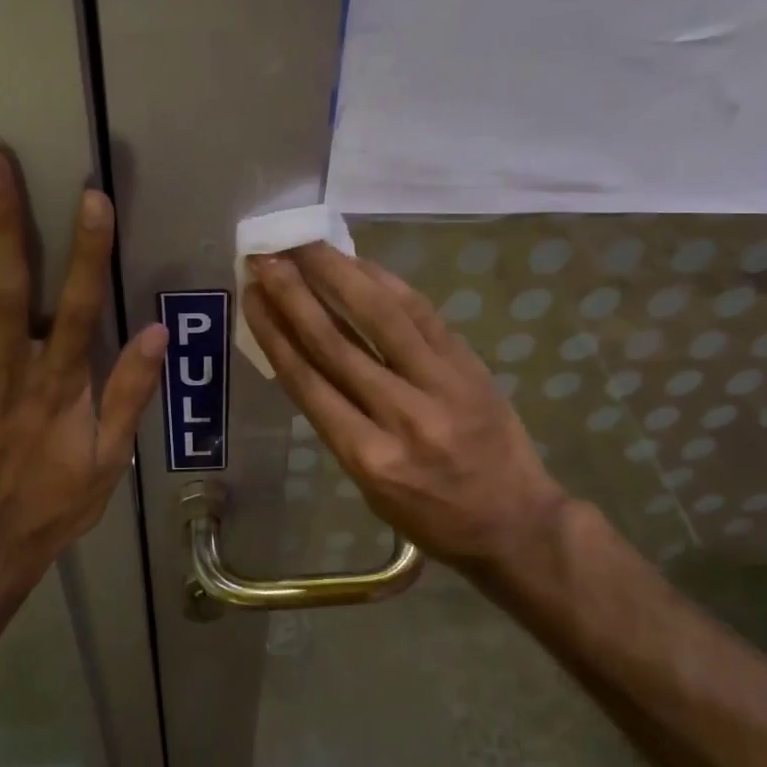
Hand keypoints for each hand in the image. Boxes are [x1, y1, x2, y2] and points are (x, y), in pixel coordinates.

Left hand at [0, 150, 165, 608]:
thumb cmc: (55, 500)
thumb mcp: (109, 457)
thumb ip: (129, 393)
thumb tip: (158, 333)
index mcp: (60, 385)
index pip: (81, 308)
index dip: (88, 252)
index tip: (92, 199)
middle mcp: (11, 367)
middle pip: (8, 285)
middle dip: (3, 220)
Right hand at [243, 244, 567, 584]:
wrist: (515, 522)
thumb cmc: (432, 518)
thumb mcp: (370, 488)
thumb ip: (340, 426)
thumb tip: (308, 360)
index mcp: (369, 458)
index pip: (309, 383)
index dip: (274, 333)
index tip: (251, 297)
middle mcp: (402, 417)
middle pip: (337, 344)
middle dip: (295, 295)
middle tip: (266, 258)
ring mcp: (442, 385)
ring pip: (381, 317)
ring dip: (338, 274)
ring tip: (306, 244)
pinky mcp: (469, 366)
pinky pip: (422, 314)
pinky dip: (387, 284)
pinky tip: (360, 264)